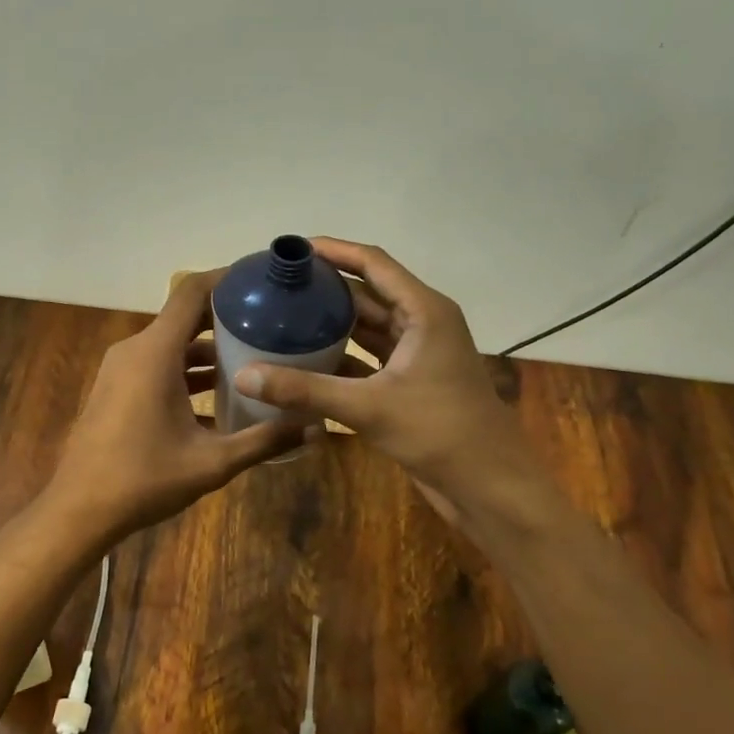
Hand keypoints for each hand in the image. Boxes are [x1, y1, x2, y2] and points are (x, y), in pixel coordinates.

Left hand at [45, 270, 305, 539]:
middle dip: (228, 317)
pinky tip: (220, 393)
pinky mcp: (117, 388)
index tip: (262, 281)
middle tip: (272, 323)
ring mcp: (122, 369)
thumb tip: (316, 428)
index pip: (192, 292)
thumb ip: (265, 441)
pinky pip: (158, 364)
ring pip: (172, 344)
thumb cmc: (144, 480)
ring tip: (255, 357)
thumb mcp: (212, 463)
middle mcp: (136, 350)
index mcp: (155, 353)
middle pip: (185, 316)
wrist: (79, 510)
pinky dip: (187, 370)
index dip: (227, 279)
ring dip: (209, 349)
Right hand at [232, 238, 533, 507]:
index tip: (293, 248)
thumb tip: (243, 376)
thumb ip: (305, 390)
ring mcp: (417, 355)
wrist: (489, 484)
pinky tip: (304, 360)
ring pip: (368, 327)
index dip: (334, 250)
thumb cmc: (440, 432)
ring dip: (331, 323)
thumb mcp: (368, 408)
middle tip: (278, 286)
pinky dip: (340, 356)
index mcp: (424, 311)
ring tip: (283, 316)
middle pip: (368, 293)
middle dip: (326, 288)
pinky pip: (369, 358)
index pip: (373, 264)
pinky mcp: (410, 383)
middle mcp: (422, 324)